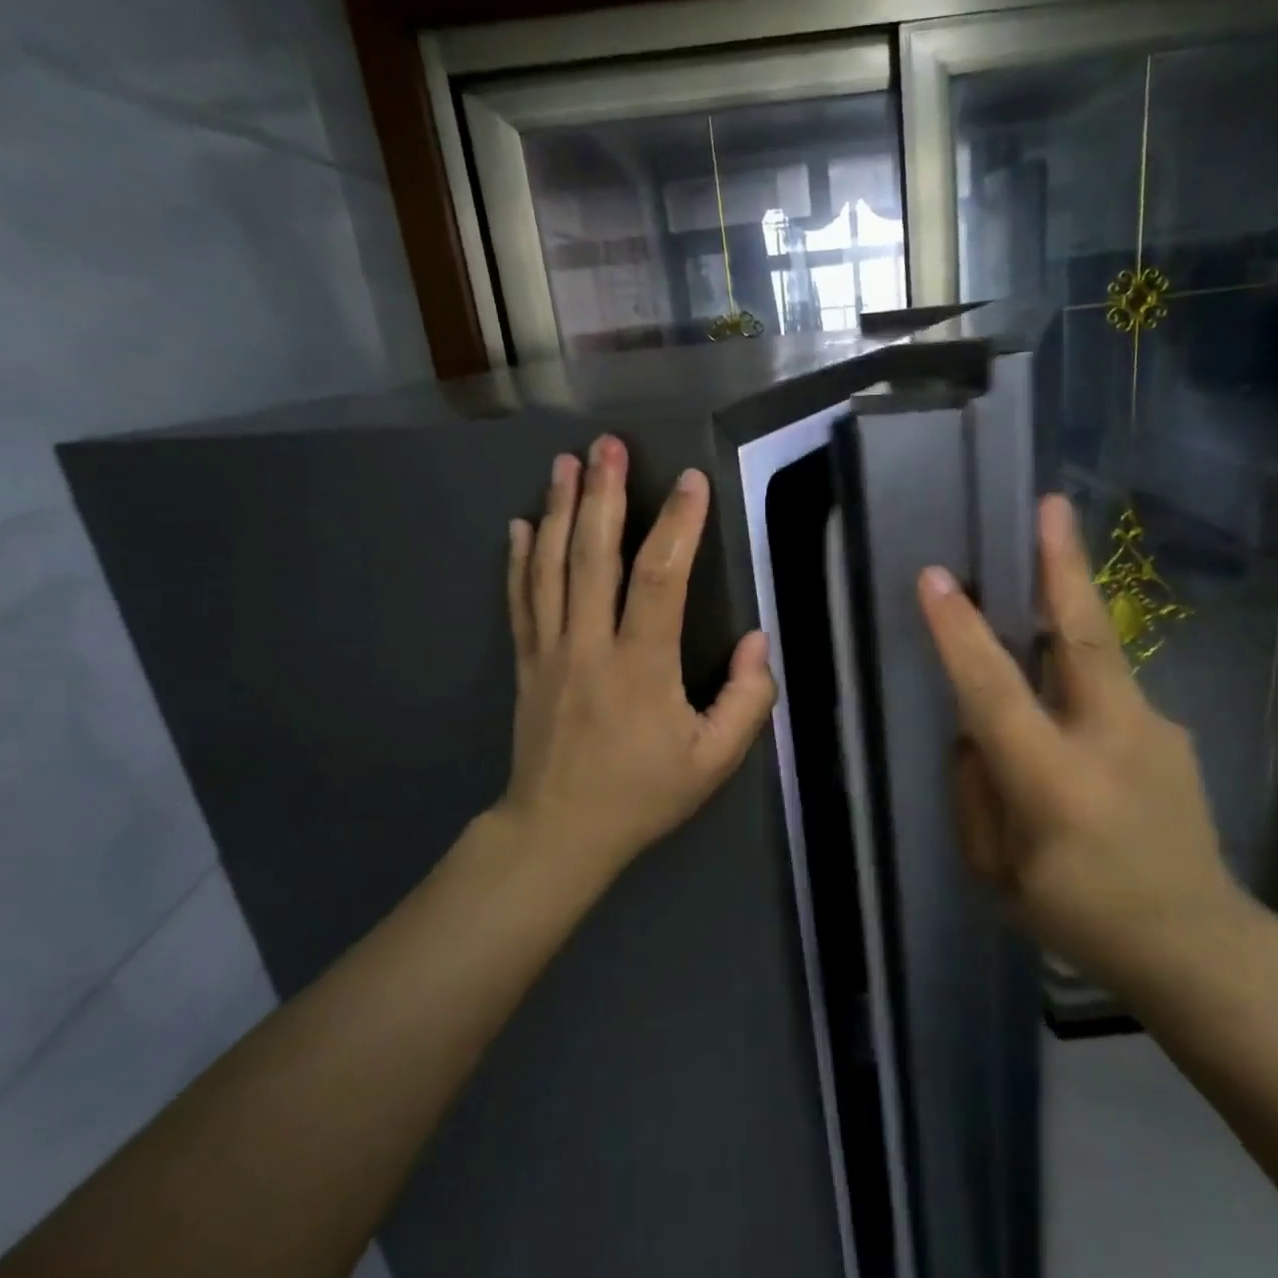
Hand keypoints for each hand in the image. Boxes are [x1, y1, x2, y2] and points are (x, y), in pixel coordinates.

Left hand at [498, 434, 776, 872]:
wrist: (558, 832)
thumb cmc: (642, 794)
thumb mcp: (714, 762)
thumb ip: (748, 702)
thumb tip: (758, 642)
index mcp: (641, 666)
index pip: (660, 579)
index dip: (677, 525)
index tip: (690, 481)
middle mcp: (589, 645)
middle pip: (592, 555)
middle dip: (602, 494)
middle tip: (606, 444)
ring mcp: (549, 650)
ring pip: (550, 567)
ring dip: (557, 509)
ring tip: (564, 463)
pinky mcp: (525, 661)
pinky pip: (520, 599)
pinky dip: (519, 558)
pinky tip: (519, 524)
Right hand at [916, 494, 1246, 986]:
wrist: (1201, 948)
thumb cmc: (1082, 919)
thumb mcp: (997, 873)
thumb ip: (975, 793)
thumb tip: (974, 731)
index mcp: (1055, 783)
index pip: (996, 692)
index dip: (962, 633)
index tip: (934, 579)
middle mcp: (1109, 740)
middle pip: (1080, 636)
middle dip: (1061, 565)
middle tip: (1050, 505)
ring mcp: (1152, 731)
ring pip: (1098, 650)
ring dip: (1068, 598)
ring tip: (1050, 551)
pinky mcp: (1171, 732)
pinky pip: (1108, 689)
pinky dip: (1077, 674)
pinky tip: (1067, 698)